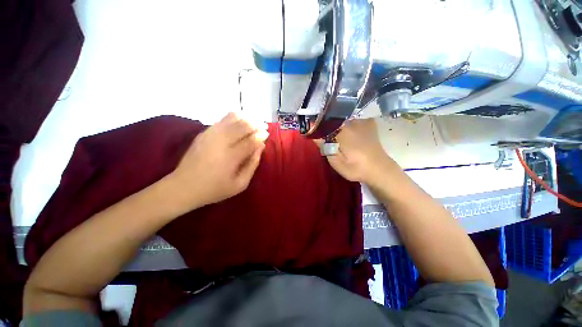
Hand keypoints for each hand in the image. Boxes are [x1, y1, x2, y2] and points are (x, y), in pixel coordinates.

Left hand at [169, 112, 267, 209]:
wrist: (183, 186)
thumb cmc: (215, 189)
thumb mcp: (240, 184)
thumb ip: (252, 165)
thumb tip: (260, 147)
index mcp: (231, 157)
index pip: (251, 140)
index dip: (261, 136)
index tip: (267, 135)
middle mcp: (221, 142)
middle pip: (243, 126)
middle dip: (256, 124)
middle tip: (264, 127)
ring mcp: (211, 135)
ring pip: (233, 119)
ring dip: (246, 119)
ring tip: (254, 122)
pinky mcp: (204, 132)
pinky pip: (222, 119)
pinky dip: (234, 117)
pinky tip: (241, 121)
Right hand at [326, 119, 396, 184]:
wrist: (380, 169)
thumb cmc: (356, 168)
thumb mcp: (336, 163)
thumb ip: (325, 148)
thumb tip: (316, 136)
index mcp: (341, 131)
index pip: (324, 126)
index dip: (320, 133)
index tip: (321, 141)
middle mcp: (351, 122)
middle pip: (333, 123)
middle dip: (330, 131)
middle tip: (333, 144)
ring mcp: (361, 121)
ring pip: (344, 121)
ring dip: (340, 129)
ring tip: (344, 141)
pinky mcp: (369, 123)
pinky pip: (354, 121)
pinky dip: (351, 126)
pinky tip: (354, 135)